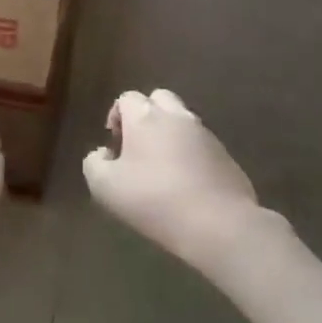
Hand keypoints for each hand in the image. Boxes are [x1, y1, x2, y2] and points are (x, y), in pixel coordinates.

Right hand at [83, 91, 263, 262]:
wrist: (218, 224)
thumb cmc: (153, 200)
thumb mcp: (105, 187)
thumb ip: (94, 163)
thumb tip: (102, 154)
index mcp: (145, 117)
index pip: (127, 98)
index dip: (116, 116)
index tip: (114, 143)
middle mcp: (178, 117)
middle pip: (159, 99)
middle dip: (146, 115)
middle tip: (137, 146)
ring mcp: (207, 135)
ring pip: (183, 122)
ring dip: (169, 135)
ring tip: (161, 169)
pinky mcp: (227, 156)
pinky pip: (202, 146)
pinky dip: (190, 155)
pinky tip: (185, 184)